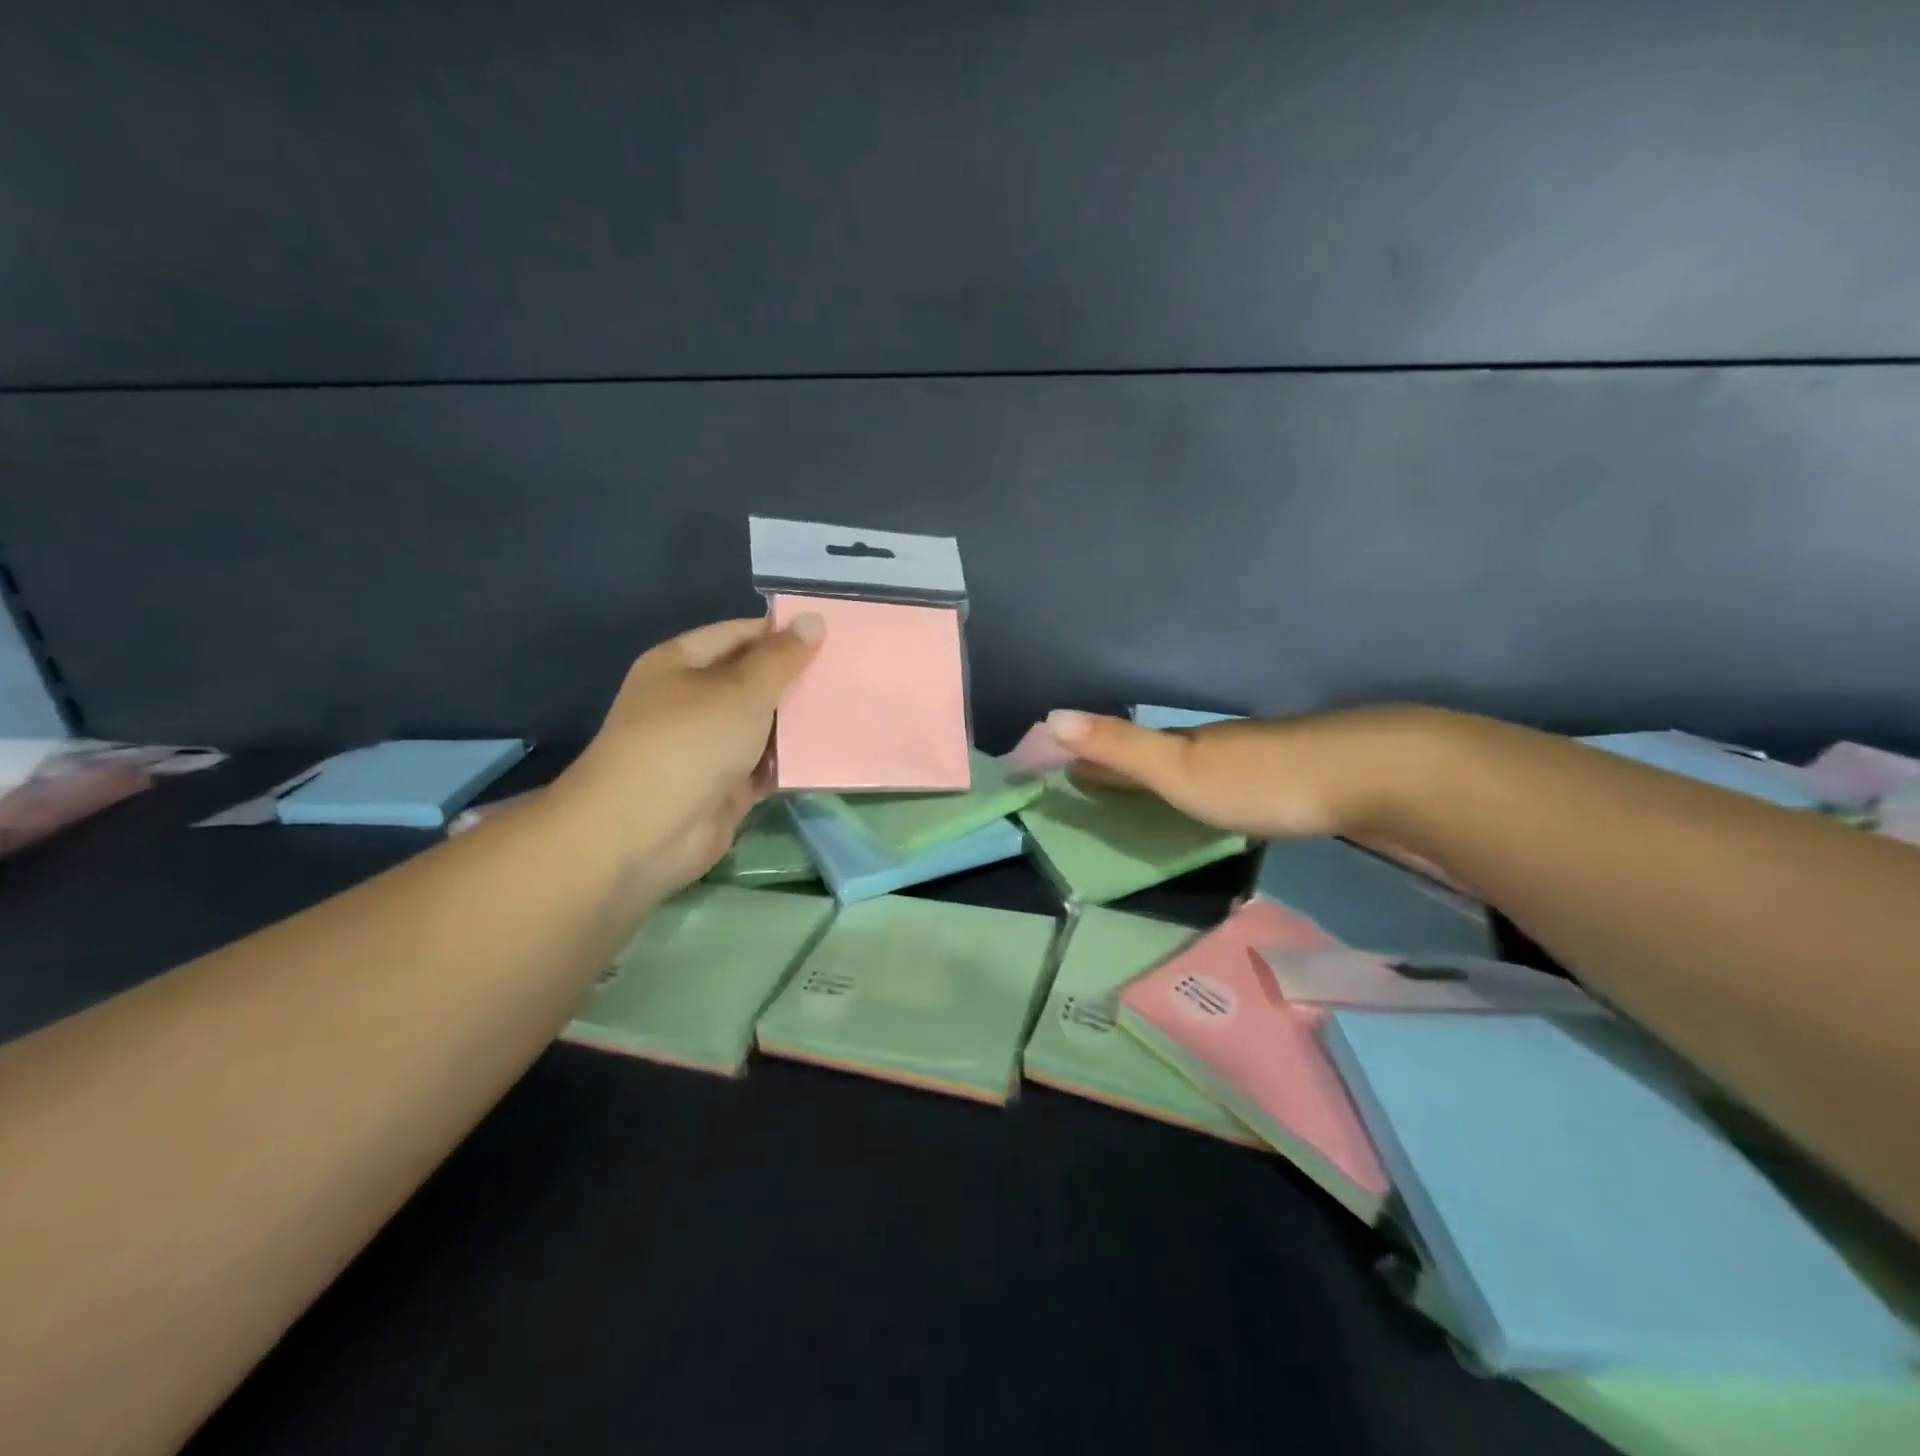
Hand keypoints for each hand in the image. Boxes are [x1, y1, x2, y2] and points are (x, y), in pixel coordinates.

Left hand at [550, 613, 824, 900]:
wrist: (645, 832)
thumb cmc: (690, 742)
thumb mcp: (741, 690)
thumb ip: (782, 658)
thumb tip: (813, 619)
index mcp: (682, 664)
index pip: (739, 635)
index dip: (783, 633)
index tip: (833, 636)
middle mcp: (692, 702)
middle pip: (753, 682)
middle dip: (797, 680)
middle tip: (851, 673)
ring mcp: (708, 748)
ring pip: (763, 727)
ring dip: (800, 723)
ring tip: (854, 709)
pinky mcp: (725, 788)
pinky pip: (766, 767)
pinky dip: (794, 763)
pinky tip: (834, 753)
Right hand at [1041, 705, 1436, 840]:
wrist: (1370, 776)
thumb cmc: (1262, 778)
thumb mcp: (1180, 768)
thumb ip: (1120, 747)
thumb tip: (1049, 716)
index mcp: (1186, 744)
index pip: (1126, 748)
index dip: (1092, 757)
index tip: (1061, 768)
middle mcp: (1217, 747)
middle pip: (1160, 755)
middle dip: (1125, 767)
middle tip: (1094, 784)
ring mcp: (1259, 762)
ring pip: (1200, 768)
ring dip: (1168, 780)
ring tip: (1146, 799)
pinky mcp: (1295, 783)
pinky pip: (1234, 786)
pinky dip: (1210, 794)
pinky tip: (1219, 806)